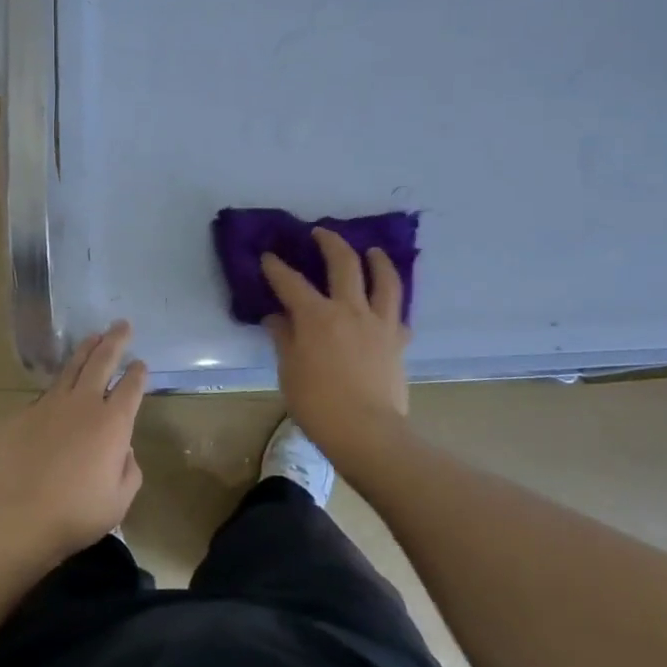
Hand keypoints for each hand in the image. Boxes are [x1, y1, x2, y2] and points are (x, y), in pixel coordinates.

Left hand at [0, 321, 145, 565]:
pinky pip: (45, 394)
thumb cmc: (74, 515)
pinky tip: (58, 390)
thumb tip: (124, 449)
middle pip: (102, 361)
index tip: (141, 364)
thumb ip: (128, 471)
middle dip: (115, 340)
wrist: (13, 518)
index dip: (138, 373)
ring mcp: (49, 405)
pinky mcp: (21, 414)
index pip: (131, 387)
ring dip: (85, 349)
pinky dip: (57, 386)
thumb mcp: (118, 502)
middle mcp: (83, 404)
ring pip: (71, 367)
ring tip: (93, 337)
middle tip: (122, 325)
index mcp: (113, 423)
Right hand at [262, 230, 410, 465]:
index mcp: (316, 316)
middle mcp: (349, 309)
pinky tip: (387, 304)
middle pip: (343, 263)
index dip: (276, 267)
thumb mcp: (288, 371)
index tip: (268, 257)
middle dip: (330, 242)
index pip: (290, 282)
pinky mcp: (398, 341)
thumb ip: (283, 338)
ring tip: (373, 251)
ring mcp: (378, 323)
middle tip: (320, 233)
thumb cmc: (318, 404)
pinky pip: (398, 313)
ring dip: (377, 260)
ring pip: (384, 280)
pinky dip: (392, 303)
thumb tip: (277, 317)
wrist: (367, 432)